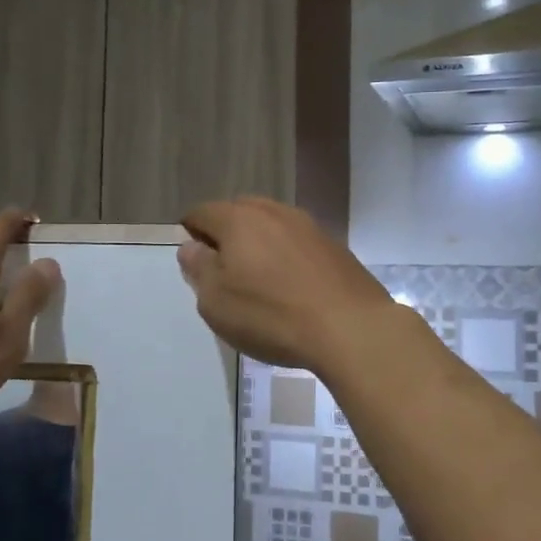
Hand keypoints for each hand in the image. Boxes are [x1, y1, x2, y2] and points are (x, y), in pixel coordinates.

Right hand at [177, 198, 402, 375]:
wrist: (350, 328)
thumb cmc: (270, 315)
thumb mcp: (217, 301)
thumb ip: (199, 268)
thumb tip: (191, 247)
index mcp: (239, 219)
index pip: (202, 212)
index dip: (190, 232)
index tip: (193, 259)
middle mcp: (274, 212)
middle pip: (240, 212)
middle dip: (226, 234)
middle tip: (223, 269)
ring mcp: (309, 227)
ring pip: (272, 225)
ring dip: (259, 244)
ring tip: (258, 278)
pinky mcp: (334, 247)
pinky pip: (298, 243)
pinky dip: (287, 257)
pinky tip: (291, 286)